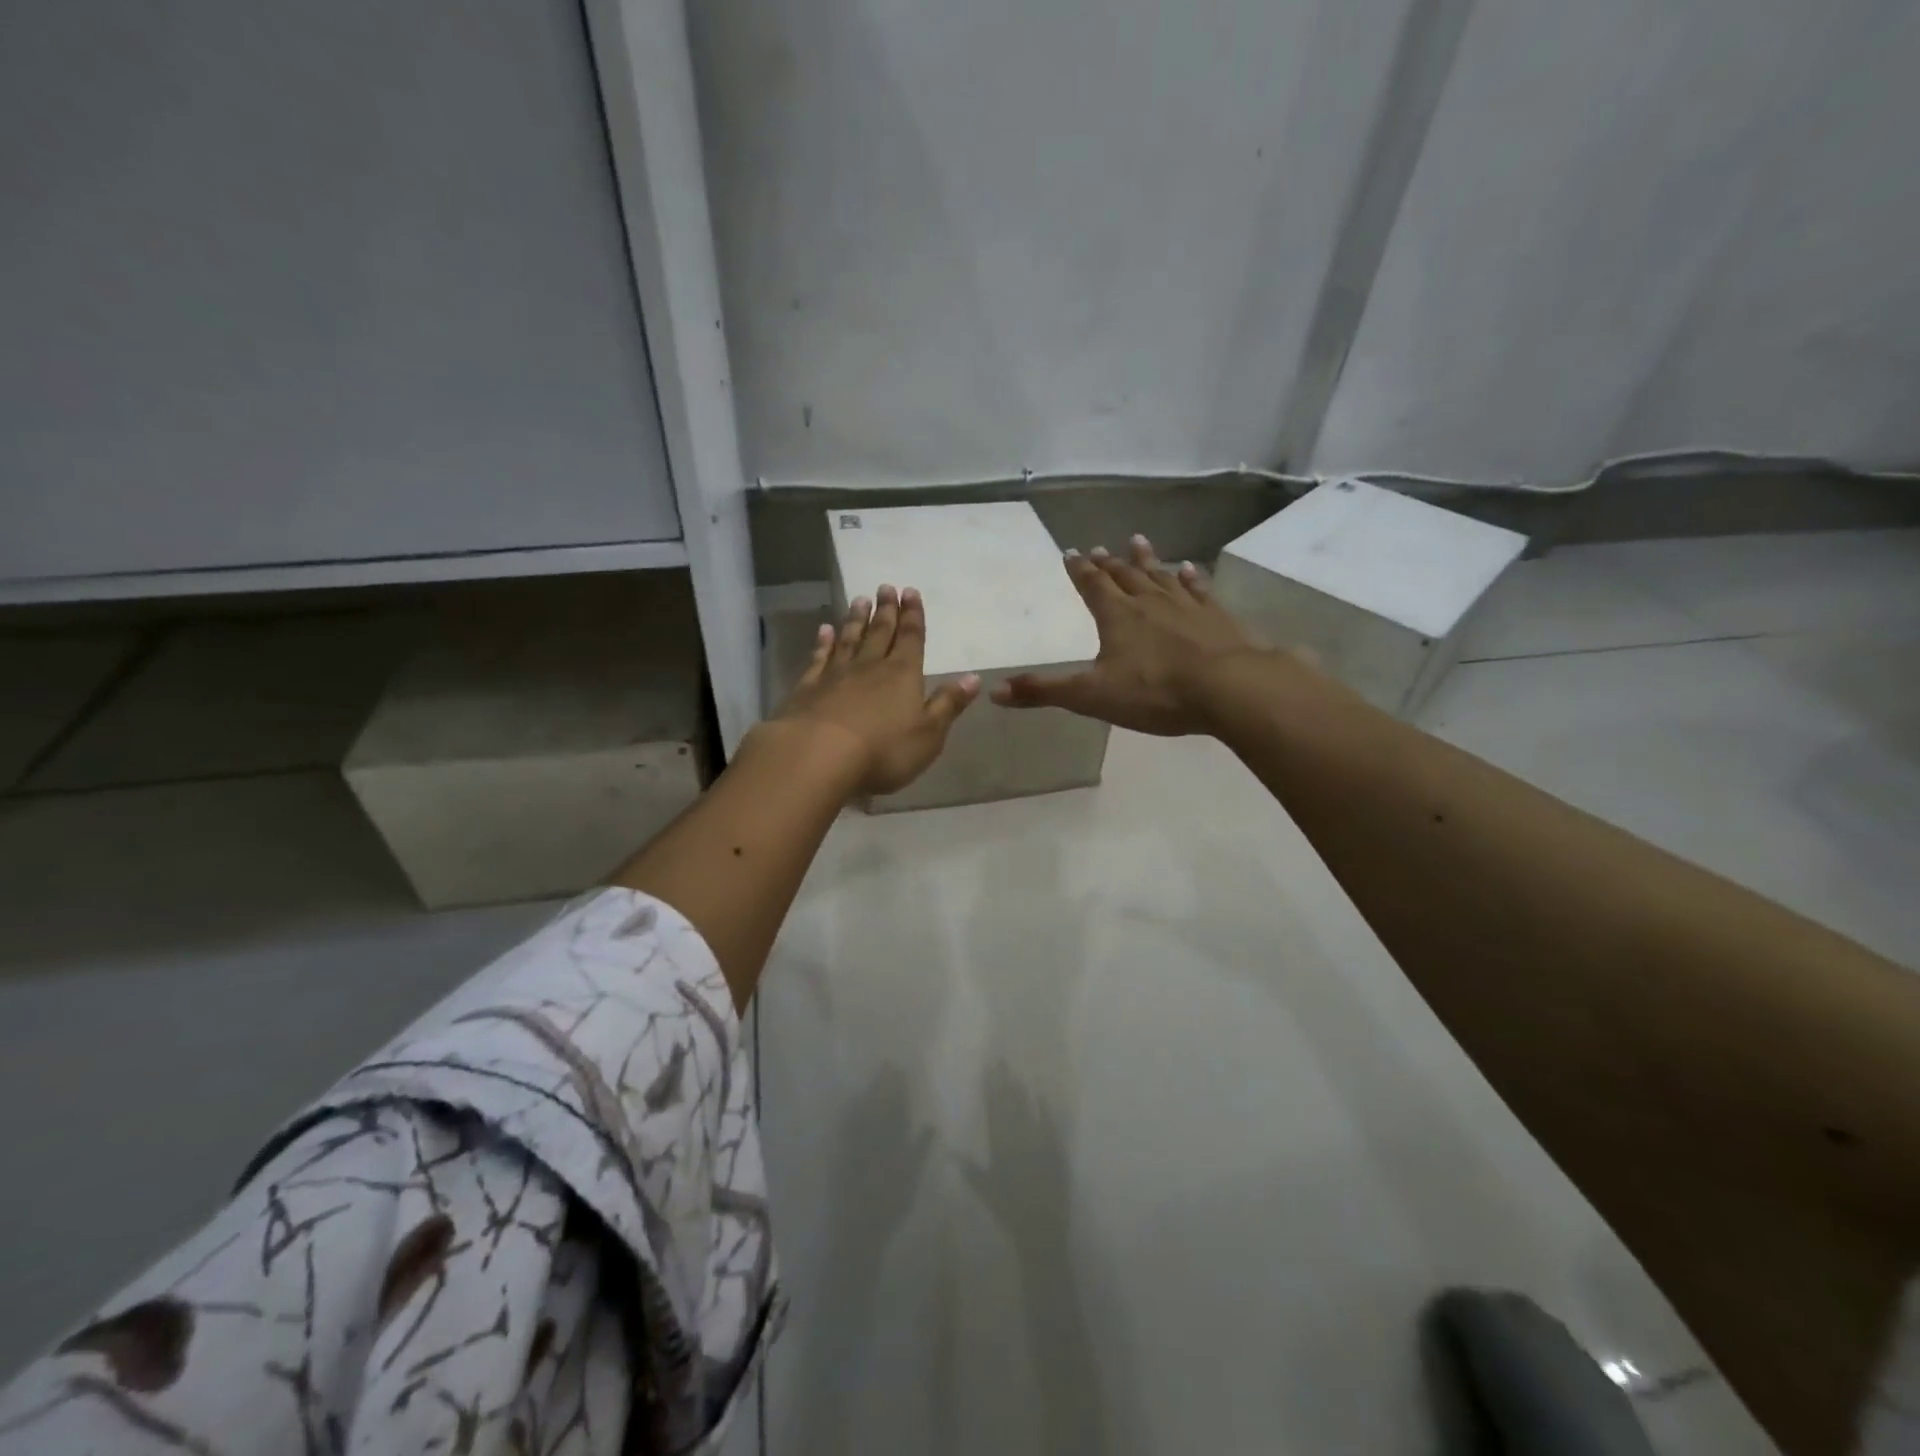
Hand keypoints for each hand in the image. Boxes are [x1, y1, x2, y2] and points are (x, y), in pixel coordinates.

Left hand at [772, 584, 980, 794]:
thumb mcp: (928, 734)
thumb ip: (948, 704)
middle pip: (880, 633)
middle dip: (886, 610)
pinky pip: (818, 658)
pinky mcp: (807, 688)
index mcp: (903, 675)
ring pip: (849, 640)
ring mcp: (835, 675)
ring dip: (856, 620)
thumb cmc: (883, 750)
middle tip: (886, 587)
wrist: (817, 756)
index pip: (911, 639)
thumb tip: (974, 678)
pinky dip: (823, 643)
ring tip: (859, 600)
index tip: (910, 591)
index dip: (913, 616)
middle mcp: (870, 667)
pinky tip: (824, 631)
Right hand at [991, 535, 1281, 735]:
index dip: (1079, 571)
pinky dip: (1191, 577)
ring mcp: (1186, 606)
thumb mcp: (1091, 696)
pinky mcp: (1217, 617)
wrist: (1229, 688)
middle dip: (1109, 564)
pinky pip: (1199, 589)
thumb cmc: (1155, 692)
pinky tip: (1189, 568)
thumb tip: (994, 691)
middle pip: (1124, 576)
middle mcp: (1149, 602)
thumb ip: (1044, 692)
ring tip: (1138, 541)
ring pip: (1161, 575)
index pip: (1092, 586)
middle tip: (1100, 547)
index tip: (1071, 553)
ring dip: (1147, 560)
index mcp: (1117, 617)